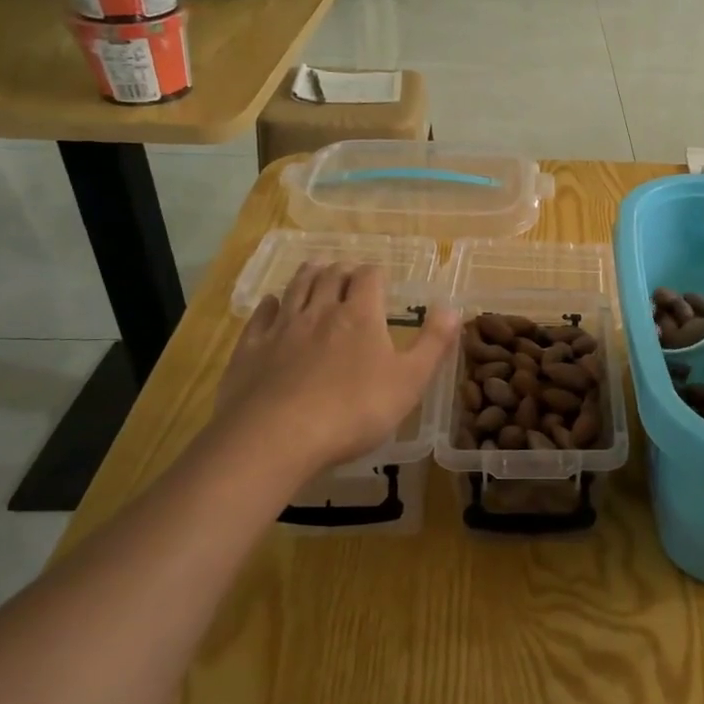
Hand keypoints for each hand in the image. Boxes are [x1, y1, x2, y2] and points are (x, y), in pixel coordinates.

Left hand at [214, 264, 459, 480]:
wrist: (277, 437)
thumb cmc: (354, 411)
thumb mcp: (410, 381)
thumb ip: (433, 343)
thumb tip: (452, 307)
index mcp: (360, 316)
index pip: (369, 278)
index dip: (376, 274)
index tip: (382, 278)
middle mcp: (320, 311)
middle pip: (330, 277)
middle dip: (342, 269)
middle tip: (348, 270)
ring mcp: (282, 328)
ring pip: (296, 288)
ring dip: (308, 274)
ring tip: (315, 267)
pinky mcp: (251, 348)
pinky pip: (261, 316)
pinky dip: (270, 304)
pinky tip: (271, 304)